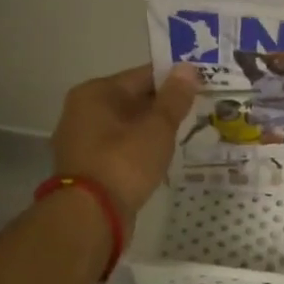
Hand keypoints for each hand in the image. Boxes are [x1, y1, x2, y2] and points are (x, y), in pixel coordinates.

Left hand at [53, 64, 198, 216]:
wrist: (91, 216)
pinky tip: (162, 156)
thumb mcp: (157, 127)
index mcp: (96, 92)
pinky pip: (121, 147)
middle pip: (133, 100)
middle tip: (200, 111)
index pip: (143, 75)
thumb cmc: (124, 162)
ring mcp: (82, 140)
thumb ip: (174, 97)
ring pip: (128, 125)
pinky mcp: (88, 166)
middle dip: (164, 106)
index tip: (201, 86)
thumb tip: (187, 68)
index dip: (174, 80)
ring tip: (186, 134)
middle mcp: (83, 110)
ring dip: (153, 129)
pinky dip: (140, 148)